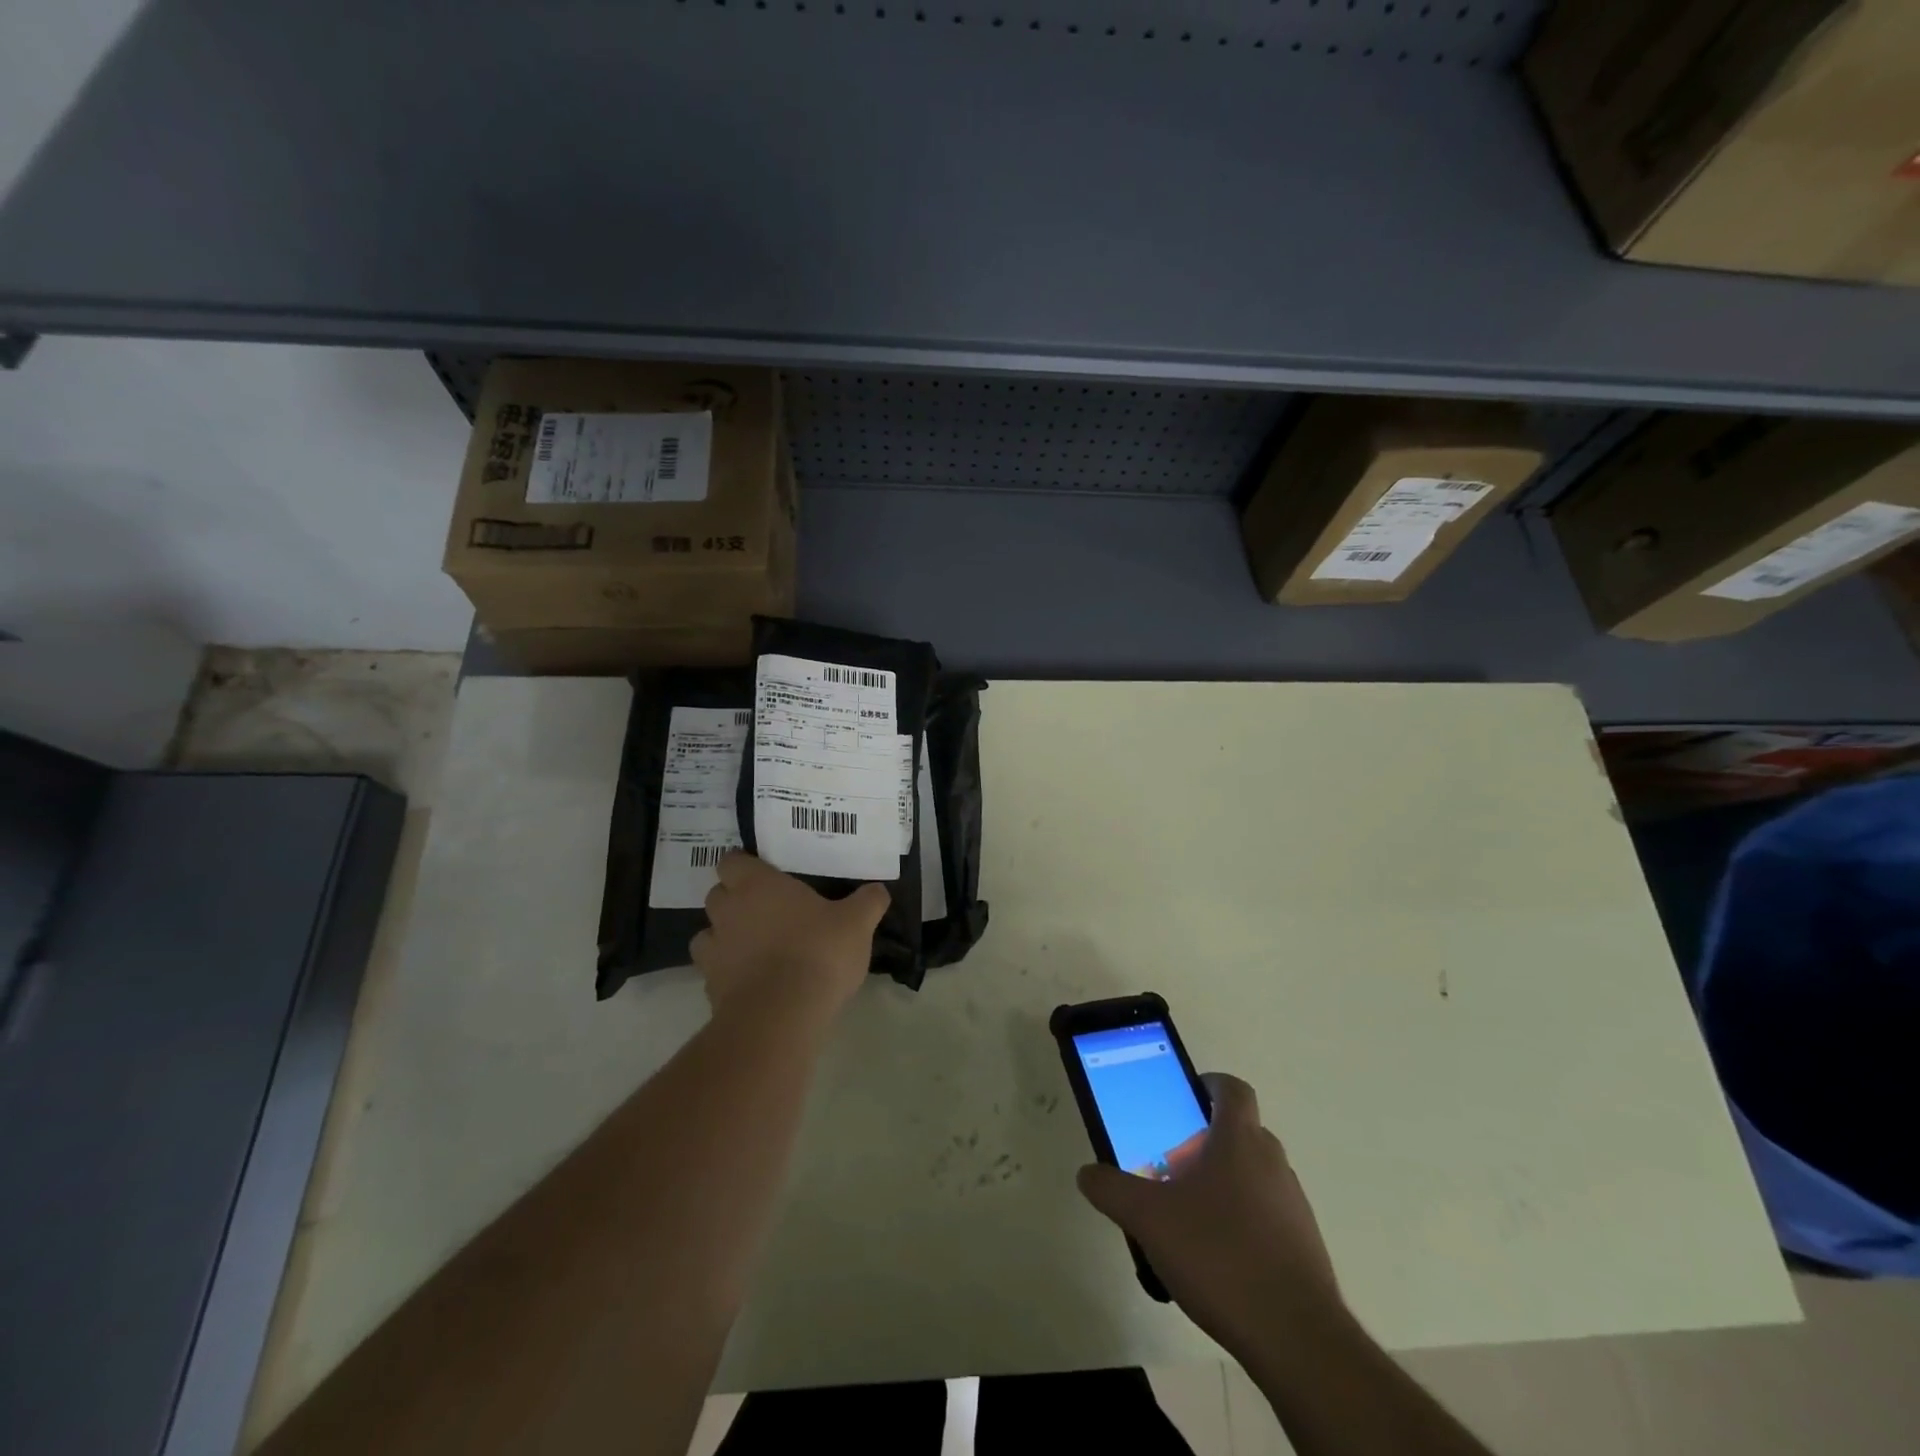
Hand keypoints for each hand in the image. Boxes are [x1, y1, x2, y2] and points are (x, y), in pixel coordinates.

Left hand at [692, 852, 888, 1017]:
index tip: (763, 873)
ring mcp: (715, 951)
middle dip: (734, 900)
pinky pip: (714, 972)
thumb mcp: (857, 923)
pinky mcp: (711, 988)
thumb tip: (878, 890)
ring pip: (708, 934)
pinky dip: (728, 973)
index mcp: (757, 885)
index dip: (744, 866)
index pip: (732, 861)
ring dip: (725, 937)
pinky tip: (753, 982)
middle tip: (766, 909)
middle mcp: (728, 911)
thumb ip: (868, 902)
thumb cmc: (818, 952)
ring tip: (753, 948)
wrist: (781, 1015)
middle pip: (717, 895)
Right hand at [1077, 1074, 1343, 1359]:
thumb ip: (1113, 1190)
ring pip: (1254, 1175)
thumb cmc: (1219, 1255)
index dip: (1210, 1084)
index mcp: (1239, 1140)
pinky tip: (1216, 1258)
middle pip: (1240, 1132)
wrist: (1296, 1339)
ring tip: (1188, 1216)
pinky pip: (1267, 1215)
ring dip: (1224, 1182)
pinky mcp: (1304, 1246)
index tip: (1184, 1097)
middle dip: (1206, 1141)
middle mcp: (1273, 1162)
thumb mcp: (1148, 1219)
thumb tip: (1087, 1173)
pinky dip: (1242, 1221)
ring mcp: (1293, 1205)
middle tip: (1171, 1162)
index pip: (1232, 1089)